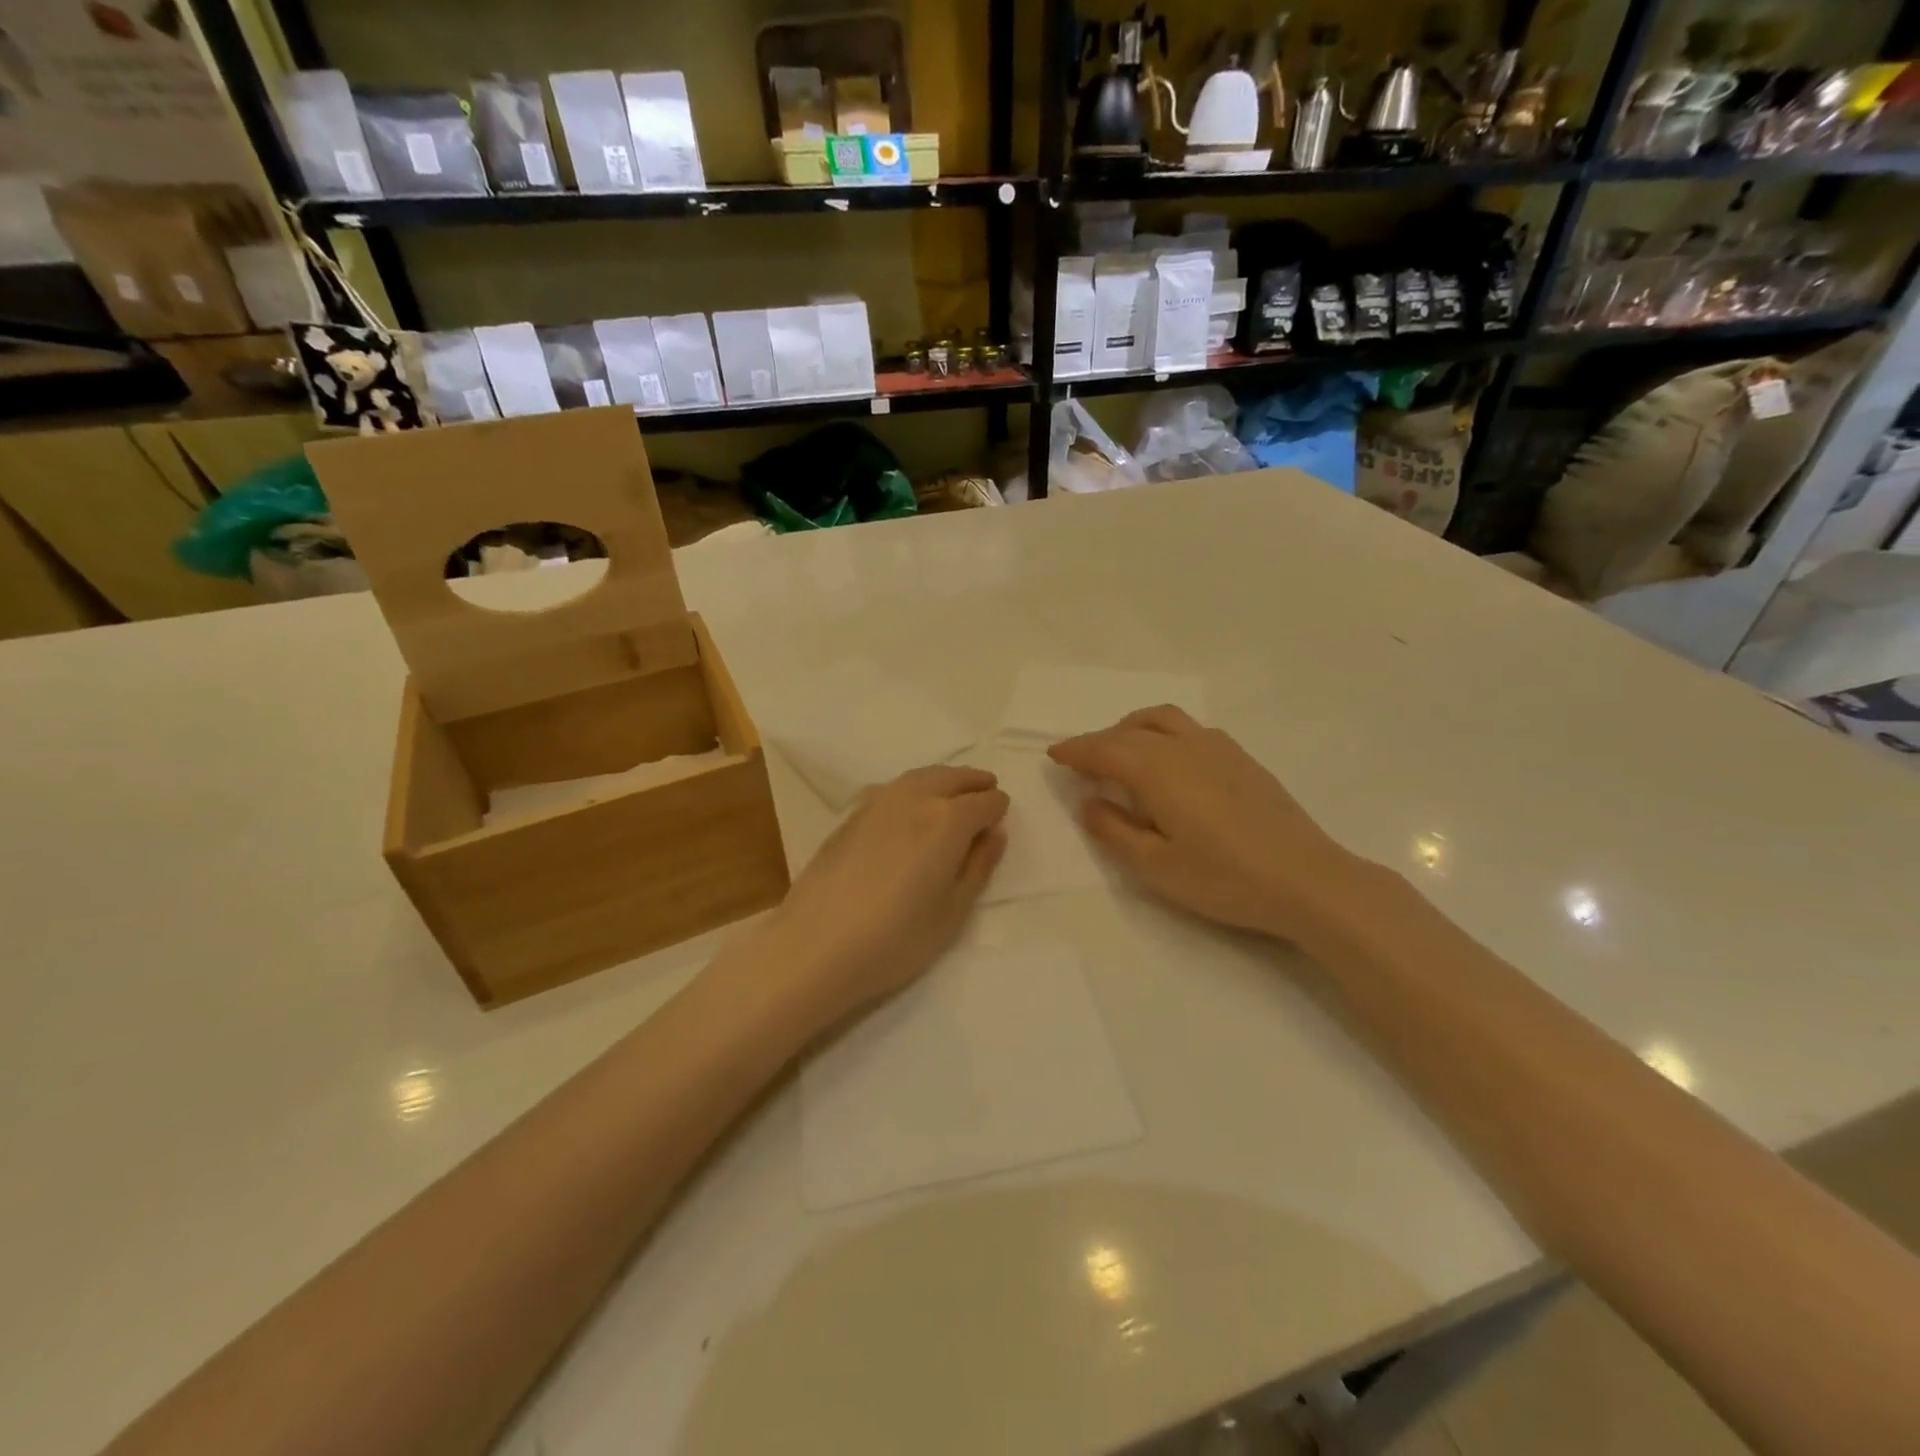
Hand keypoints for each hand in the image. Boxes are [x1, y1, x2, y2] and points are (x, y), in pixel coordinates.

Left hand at [746, 765, 1008, 1031]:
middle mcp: (914, 798)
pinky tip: (908, 807)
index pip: (984, 802)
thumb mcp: (952, 911)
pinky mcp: (850, 815)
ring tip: (952, 793)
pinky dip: (911, 788)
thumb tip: (993, 834)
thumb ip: (978, 867)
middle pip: (952, 777)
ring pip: (920, 776)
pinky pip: (892, 788)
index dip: (998, 808)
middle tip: (986, 789)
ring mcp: (877, 803)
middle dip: (973, 783)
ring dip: (943, 779)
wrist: (815, 947)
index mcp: (947, 820)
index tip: (1000, 819)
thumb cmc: (895, 938)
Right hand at [1049, 706, 1372, 944]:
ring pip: (1164, 719)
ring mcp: (1219, 748)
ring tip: (1121, 750)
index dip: (1076, 750)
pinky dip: (1163, 733)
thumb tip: (1089, 802)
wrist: (1308, 881)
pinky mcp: (1243, 759)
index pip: (1104, 749)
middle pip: (1130, 730)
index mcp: (1157, 770)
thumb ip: (1114, 831)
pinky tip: (1170, 761)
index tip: (1054, 755)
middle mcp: (1185, 747)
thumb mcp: (1155, 866)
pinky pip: (1190, 729)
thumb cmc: (1225, 879)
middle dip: (1099, 740)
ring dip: (1132, 727)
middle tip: (1080, 760)